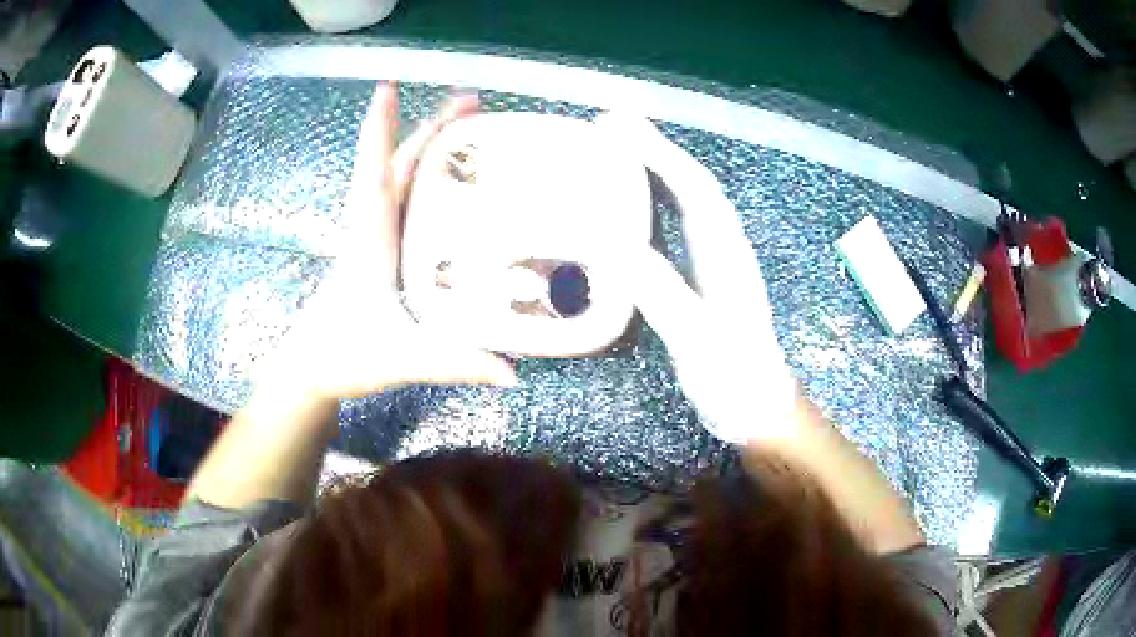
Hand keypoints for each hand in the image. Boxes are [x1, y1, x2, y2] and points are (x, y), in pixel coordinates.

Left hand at [259, 84, 517, 401]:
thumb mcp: (399, 360)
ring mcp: (373, 237)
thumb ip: (452, 364)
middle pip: (398, 164)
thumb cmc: (343, 355)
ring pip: (401, 177)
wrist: (311, 367)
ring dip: (430, 146)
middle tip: (474, 103)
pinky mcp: (379, 249)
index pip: (375, 174)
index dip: (379, 130)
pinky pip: (404, 200)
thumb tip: (512, 373)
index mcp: (369, 241)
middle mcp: (370, 228)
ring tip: (471, 126)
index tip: (387, 87)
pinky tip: (453, 181)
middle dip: (431, 128)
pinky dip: (427, 177)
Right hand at [591, 113, 798, 444]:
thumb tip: (617, 245)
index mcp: (725, 254)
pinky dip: (656, 202)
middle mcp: (723, 247)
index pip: (694, 189)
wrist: (757, 407)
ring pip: (686, 201)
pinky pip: (678, 226)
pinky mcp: (705, 277)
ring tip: (617, 147)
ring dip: (656, 169)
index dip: (658, 154)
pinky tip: (635, 201)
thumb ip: (664, 293)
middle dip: (654, 149)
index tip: (618, 128)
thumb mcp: (697, 340)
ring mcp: (715, 261)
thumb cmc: (733, 378)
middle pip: (691, 184)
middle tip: (610, 123)